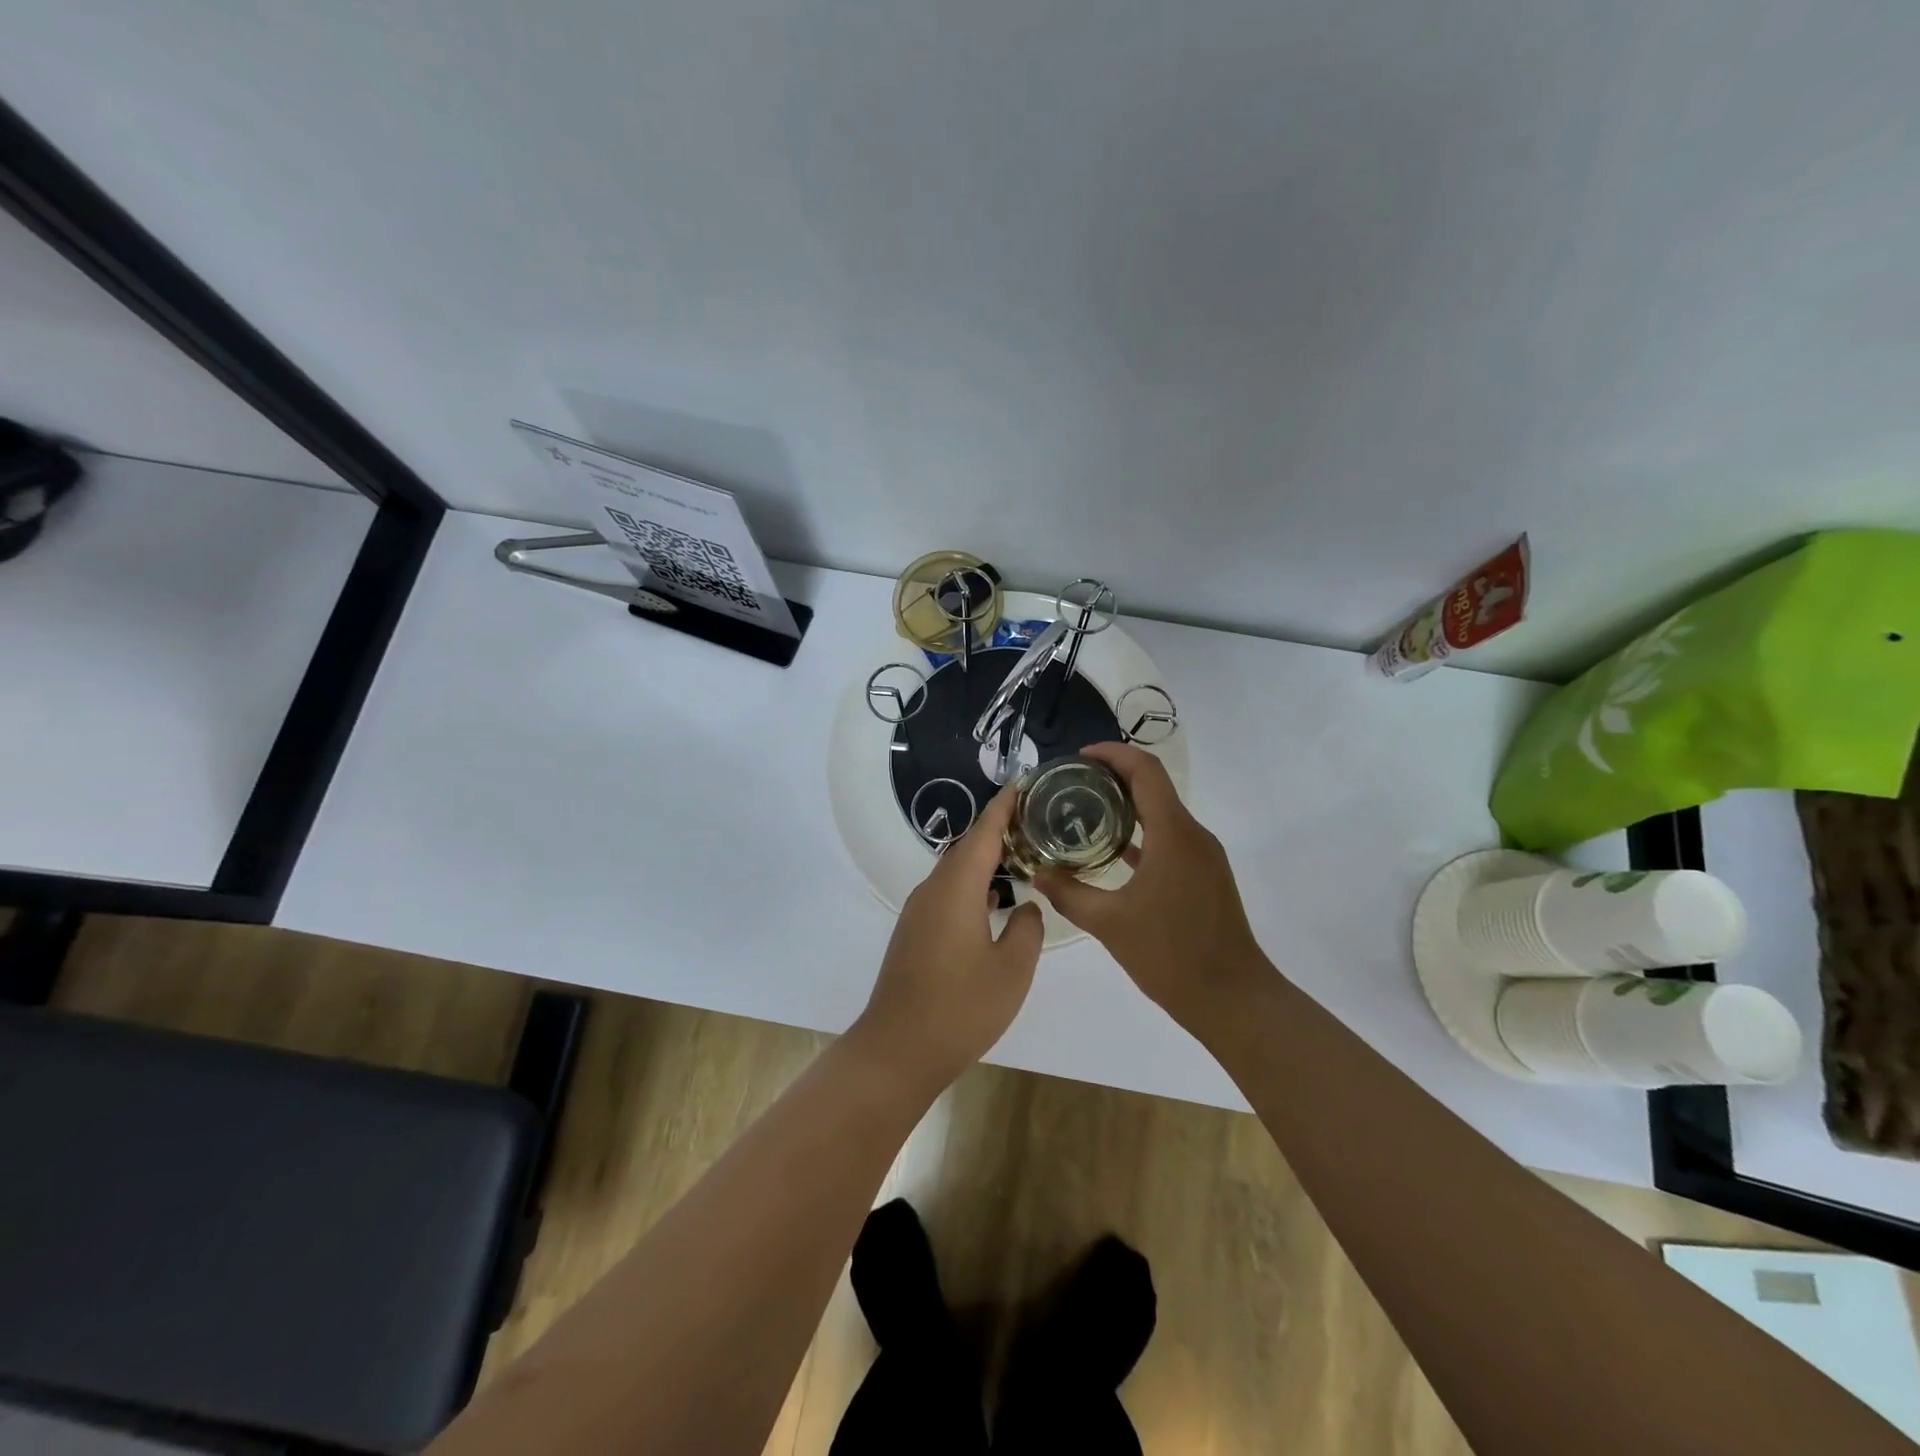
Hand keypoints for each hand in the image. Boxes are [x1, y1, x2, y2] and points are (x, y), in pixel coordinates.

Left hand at [850, 785, 1043, 1095]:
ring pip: (956, 872)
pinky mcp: (914, 933)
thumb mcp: (1012, 971)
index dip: (1004, 807)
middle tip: (1035, 822)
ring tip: (1022, 857)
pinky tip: (995, 902)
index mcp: (956, 888)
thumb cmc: (961, 1008)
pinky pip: (948, 893)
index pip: (983, 832)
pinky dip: (974, 886)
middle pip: (967, 848)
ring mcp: (919, 912)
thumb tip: (1026, 906)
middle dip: (998, 831)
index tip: (1024, 784)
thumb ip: (1027, 929)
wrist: (897, 1049)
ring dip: (986, 861)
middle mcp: (932, 890)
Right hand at [1034, 742, 1268, 1028]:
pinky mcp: (1205, 876)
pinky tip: (1112, 852)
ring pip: (1162, 814)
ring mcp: (1203, 856)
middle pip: (1154, 787)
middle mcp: (1194, 835)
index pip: (1145, 771)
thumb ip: (1069, 893)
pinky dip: (1141, 835)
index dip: (1113, 754)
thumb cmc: (1171, 955)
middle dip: (1113, 778)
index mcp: (1174, 834)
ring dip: (1127, 807)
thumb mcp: (1109, 924)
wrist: (1233, 998)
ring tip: (1084, 814)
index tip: (1079, 757)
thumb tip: (1037, 873)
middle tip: (1072, 785)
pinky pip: (1170, 839)